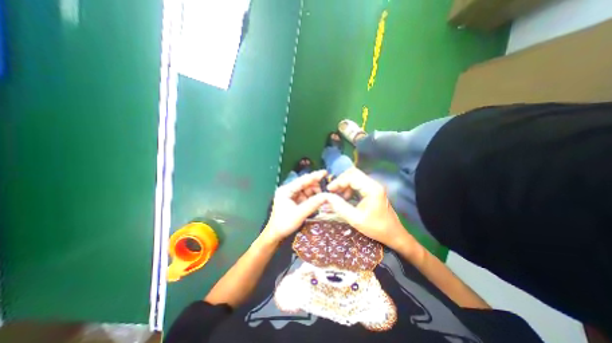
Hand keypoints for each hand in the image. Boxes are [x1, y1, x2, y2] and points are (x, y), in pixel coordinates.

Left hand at [263, 170, 329, 241]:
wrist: (276, 235)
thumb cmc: (284, 224)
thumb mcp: (299, 214)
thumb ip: (313, 204)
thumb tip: (326, 196)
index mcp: (286, 190)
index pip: (302, 180)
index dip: (314, 176)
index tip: (325, 172)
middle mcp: (289, 190)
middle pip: (305, 184)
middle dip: (316, 186)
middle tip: (326, 190)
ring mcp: (292, 195)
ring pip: (306, 190)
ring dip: (315, 193)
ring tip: (323, 197)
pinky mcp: (295, 201)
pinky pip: (306, 196)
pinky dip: (312, 198)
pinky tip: (318, 200)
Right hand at [323, 169, 418, 251]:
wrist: (394, 234)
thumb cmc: (376, 228)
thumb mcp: (355, 219)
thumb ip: (340, 207)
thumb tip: (326, 197)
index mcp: (372, 189)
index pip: (351, 177)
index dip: (338, 182)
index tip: (329, 190)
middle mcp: (373, 184)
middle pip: (353, 173)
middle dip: (340, 181)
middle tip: (332, 191)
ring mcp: (374, 186)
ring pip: (355, 177)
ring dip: (344, 184)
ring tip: (338, 195)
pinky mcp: (373, 190)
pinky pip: (358, 183)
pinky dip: (349, 187)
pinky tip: (346, 197)